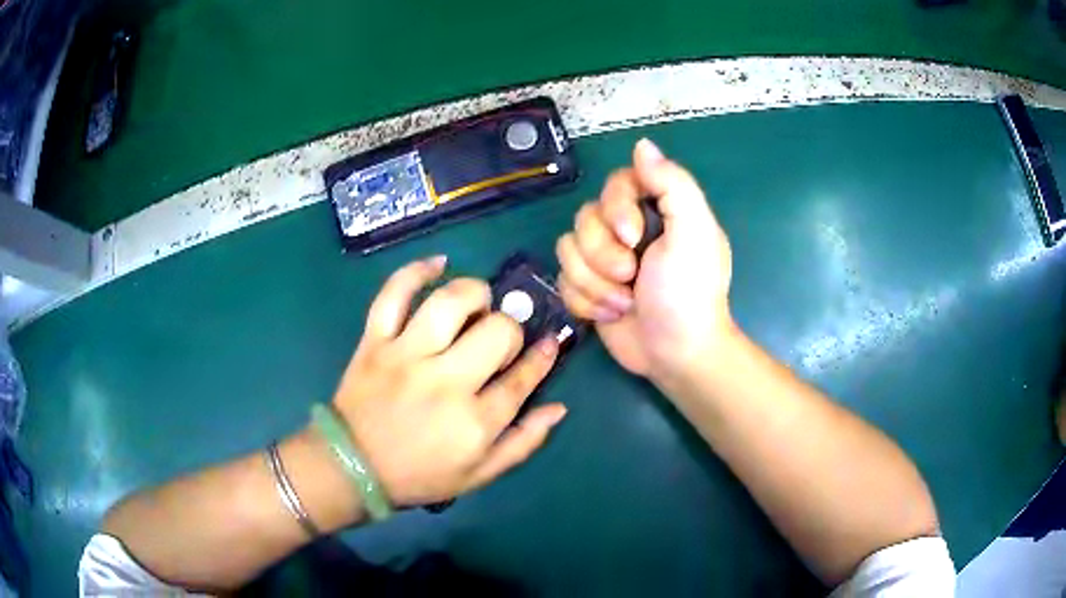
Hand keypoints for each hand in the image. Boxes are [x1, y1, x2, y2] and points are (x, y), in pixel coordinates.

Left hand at [330, 257, 566, 506]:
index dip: (543, 356)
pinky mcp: (375, 341)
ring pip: (450, 303)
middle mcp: (444, 383)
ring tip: (477, 303)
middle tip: (499, 339)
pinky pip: (393, 294)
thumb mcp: (480, 475)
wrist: (352, 468)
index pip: (522, 376)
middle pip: (496, 332)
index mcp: (475, 422)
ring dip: (474, 294)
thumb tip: (558, 407)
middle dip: (509, 329)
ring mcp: (406, 356)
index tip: (548, 343)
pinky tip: (438, 264)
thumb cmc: (420, 475)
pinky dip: (416, 272)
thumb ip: (523, 443)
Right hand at [556, 139, 733, 383]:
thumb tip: (642, 144)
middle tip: (632, 278)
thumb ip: (673, 184)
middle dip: (604, 255)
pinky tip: (612, 315)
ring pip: (568, 250)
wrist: (676, 354)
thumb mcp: (695, 233)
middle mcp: (627, 230)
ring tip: (625, 303)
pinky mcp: (588, 288)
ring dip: (595, 284)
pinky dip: (586, 302)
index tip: (633, 238)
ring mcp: (604, 260)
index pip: (616, 184)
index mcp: (656, 211)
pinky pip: (563, 280)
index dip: (615, 209)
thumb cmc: (690, 293)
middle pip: (585, 218)